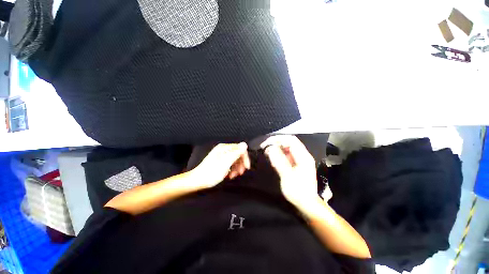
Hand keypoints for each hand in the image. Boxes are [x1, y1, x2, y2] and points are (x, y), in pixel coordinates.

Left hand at [191, 142, 250, 188]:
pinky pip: (229, 164)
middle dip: (240, 164)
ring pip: (234, 160)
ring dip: (236, 168)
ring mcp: (221, 156)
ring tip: (233, 176)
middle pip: (237, 155)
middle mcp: (223, 150)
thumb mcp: (226, 163)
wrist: (197, 180)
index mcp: (224, 148)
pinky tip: (229, 175)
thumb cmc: (211, 172)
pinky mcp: (219, 162)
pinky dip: (231, 169)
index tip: (246, 167)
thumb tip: (244, 144)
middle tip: (240, 173)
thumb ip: (236, 153)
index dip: (245, 158)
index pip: (240, 149)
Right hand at [262, 136, 318, 209]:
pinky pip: (287, 155)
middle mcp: (303, 155)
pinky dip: (279, 154)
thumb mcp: (287, 176)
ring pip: (287, 148)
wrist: (307, 204)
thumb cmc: (298, 191)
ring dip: (277, 148)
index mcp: (303, 157)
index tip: (267, 143)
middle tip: (265, 147)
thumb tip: (270, 148)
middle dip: (276, 143)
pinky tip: (274, 160)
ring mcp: (300, 159)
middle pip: (289, 142)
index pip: (291, 140)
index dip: (278, 139)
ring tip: (268, 153)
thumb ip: (279, 161)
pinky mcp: (296, 164)